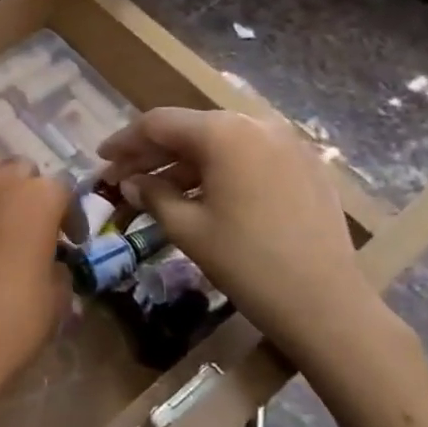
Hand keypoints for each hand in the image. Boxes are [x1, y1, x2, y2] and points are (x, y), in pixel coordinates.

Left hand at [0, 156, 72, 426]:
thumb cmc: (15, 318)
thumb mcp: (58, 296)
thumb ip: (58, 266)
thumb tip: (51, 262)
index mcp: (38, 197)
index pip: (63, 191)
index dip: (71, 217)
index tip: (73, 241)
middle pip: (21, 170)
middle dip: (32, 192)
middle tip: (35, 225)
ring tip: (0, 214)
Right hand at [99, 108, 401, 381]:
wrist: (326, 303)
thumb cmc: (247, 262)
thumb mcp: (187, 228)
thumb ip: (152, 194)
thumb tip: (131, 182)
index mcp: (223, 132)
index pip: (159, 123)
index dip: (125, 140)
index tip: (101, 158)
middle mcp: (255, 124)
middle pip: (190, 128)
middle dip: (153, 152)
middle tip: (123, 176)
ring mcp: (287, 143)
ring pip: (220, 142)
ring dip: (184, 163)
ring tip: (158, 190)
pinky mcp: (305, 165)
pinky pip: (248, 156)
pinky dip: (218, 169)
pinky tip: (202, 195)